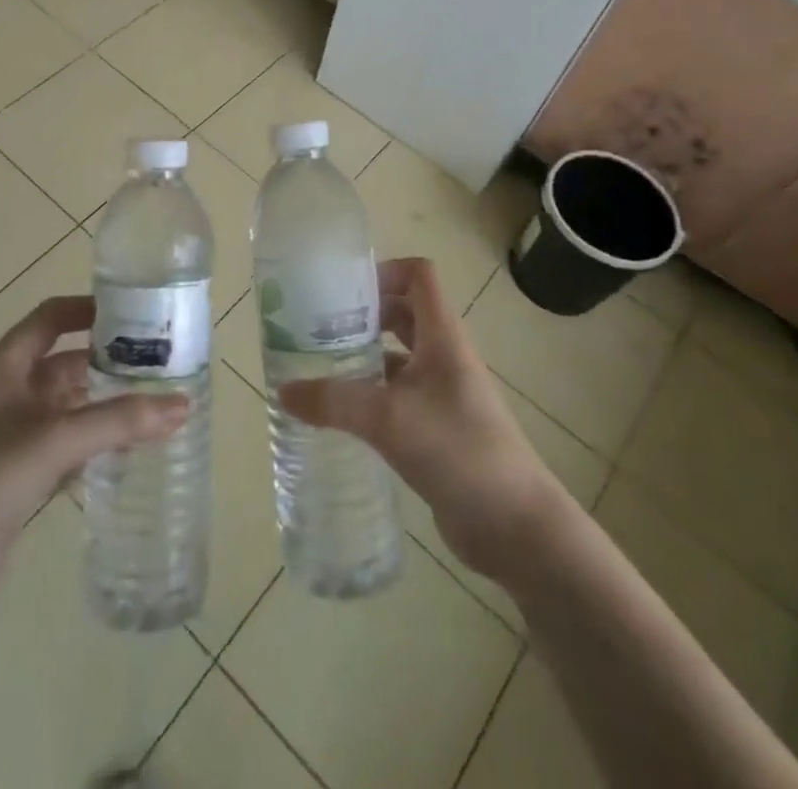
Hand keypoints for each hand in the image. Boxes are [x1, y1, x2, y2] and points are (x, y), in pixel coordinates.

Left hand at [0, 295, 187, 615]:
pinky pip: (62, 442)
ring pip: (66, 404)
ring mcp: (9, 432)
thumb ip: (119, 421)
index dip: (89, 309)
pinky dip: (91, 440)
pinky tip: (125, 451)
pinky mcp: (15, 471)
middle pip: (64, 361)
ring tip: (151, 403)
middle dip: (106, 360)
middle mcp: (7, 391)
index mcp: (6, 366)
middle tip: (156, 363)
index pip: (52, 317)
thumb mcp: (56, 439)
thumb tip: (181, 405)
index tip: (134, 311)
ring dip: (102, 403)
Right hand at [278, 257, 567, 588]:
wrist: (516, 527)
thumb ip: (333, 401)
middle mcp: (443, 355)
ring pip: (398, 355)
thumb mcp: (389, 419)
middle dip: (362, 314)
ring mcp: (442, 392)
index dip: (383, 271)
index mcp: (442, 336)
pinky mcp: (437, 427)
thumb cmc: (459, 451)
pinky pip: (398, 394)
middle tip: (318, 328)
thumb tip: (282, 391)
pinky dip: (370, 394)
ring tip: (319, 368)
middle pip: (402, 312)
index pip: (418, 275)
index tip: (343, 291)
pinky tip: (340, 414)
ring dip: (363, 355)